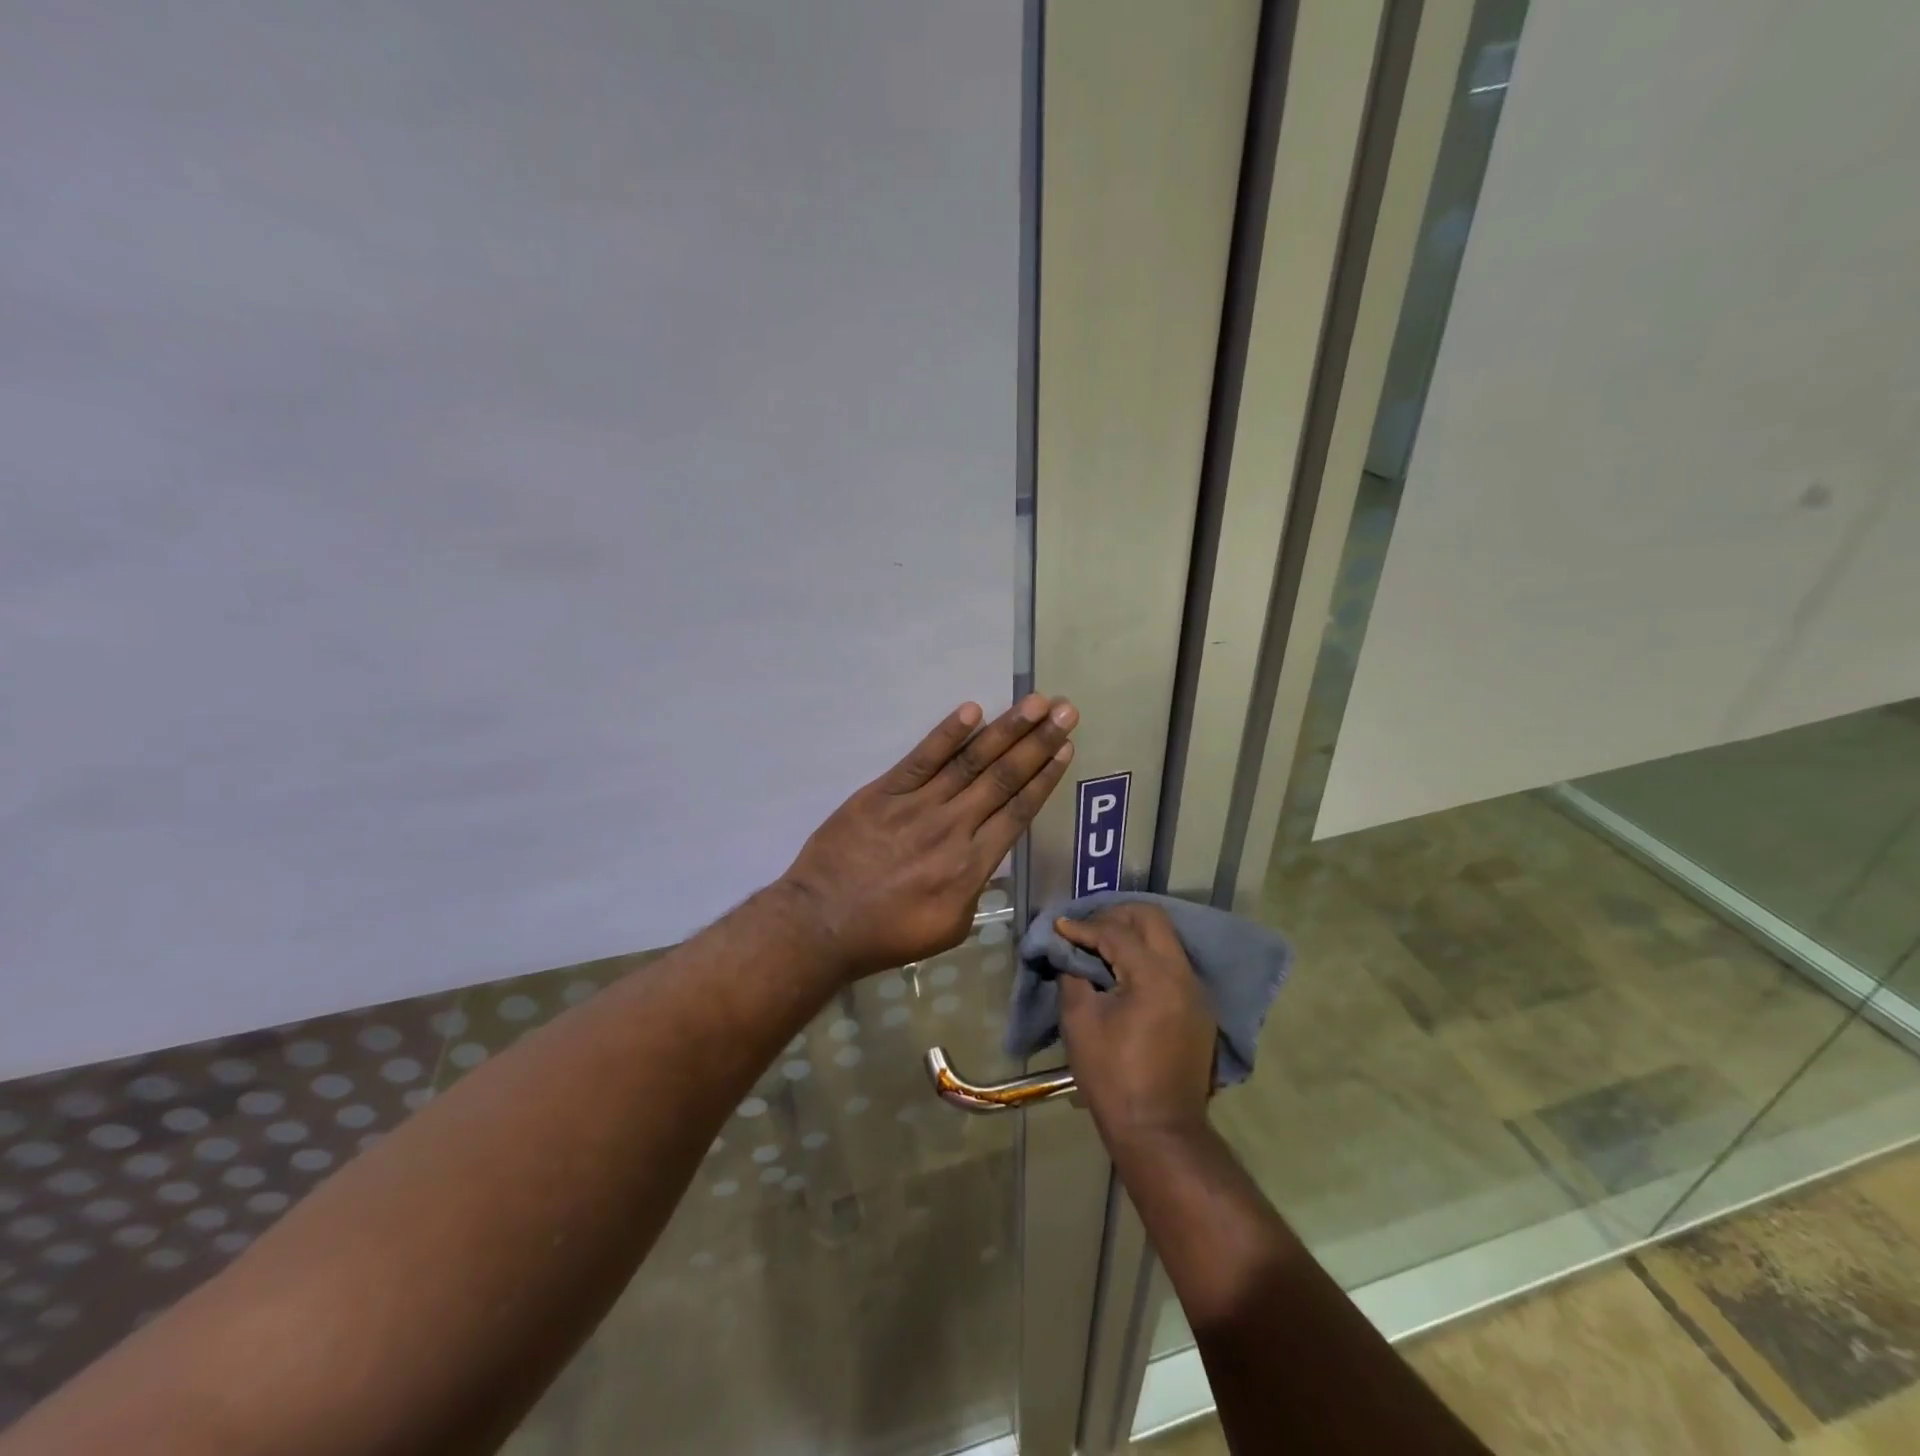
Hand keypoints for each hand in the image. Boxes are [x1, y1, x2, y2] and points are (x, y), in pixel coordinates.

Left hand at [778, 695, 1077, 979]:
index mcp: (972, 865)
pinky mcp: (884, 792)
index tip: (1066, 749)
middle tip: (1066, 710)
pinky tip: (972, 711)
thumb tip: (987, 859)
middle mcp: (953, 827)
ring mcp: (918, 806)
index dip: (1045, 777)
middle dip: (1039, 742)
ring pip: (970, 762)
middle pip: (1004, 777)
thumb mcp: (949, 928)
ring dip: (1006, 730)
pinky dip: (946, 734)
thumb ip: (975, 890)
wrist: (823, 924)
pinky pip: (921, 758)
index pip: (1018, 811)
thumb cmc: (887, 935)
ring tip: (1035, 703)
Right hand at [1057, 905, 1215, 1150]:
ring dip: (1134, 936)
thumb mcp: (1080, 1022)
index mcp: (1154, 976)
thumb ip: (1073, 976)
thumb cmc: (1113, 1077)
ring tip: (1101, 947)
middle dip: (1116, 916)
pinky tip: (1124, 974)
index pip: (1116, 932)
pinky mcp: (1199, 1011)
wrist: (1160, 1132)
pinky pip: (1172, 965)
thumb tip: (1069, 954)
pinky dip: (1147, 958)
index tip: (1060, 928)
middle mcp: (1183, 975)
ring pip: (1166, 940)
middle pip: (1152, 920)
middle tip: (1087, 929)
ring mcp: (1197, 993)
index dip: (1083, 927)